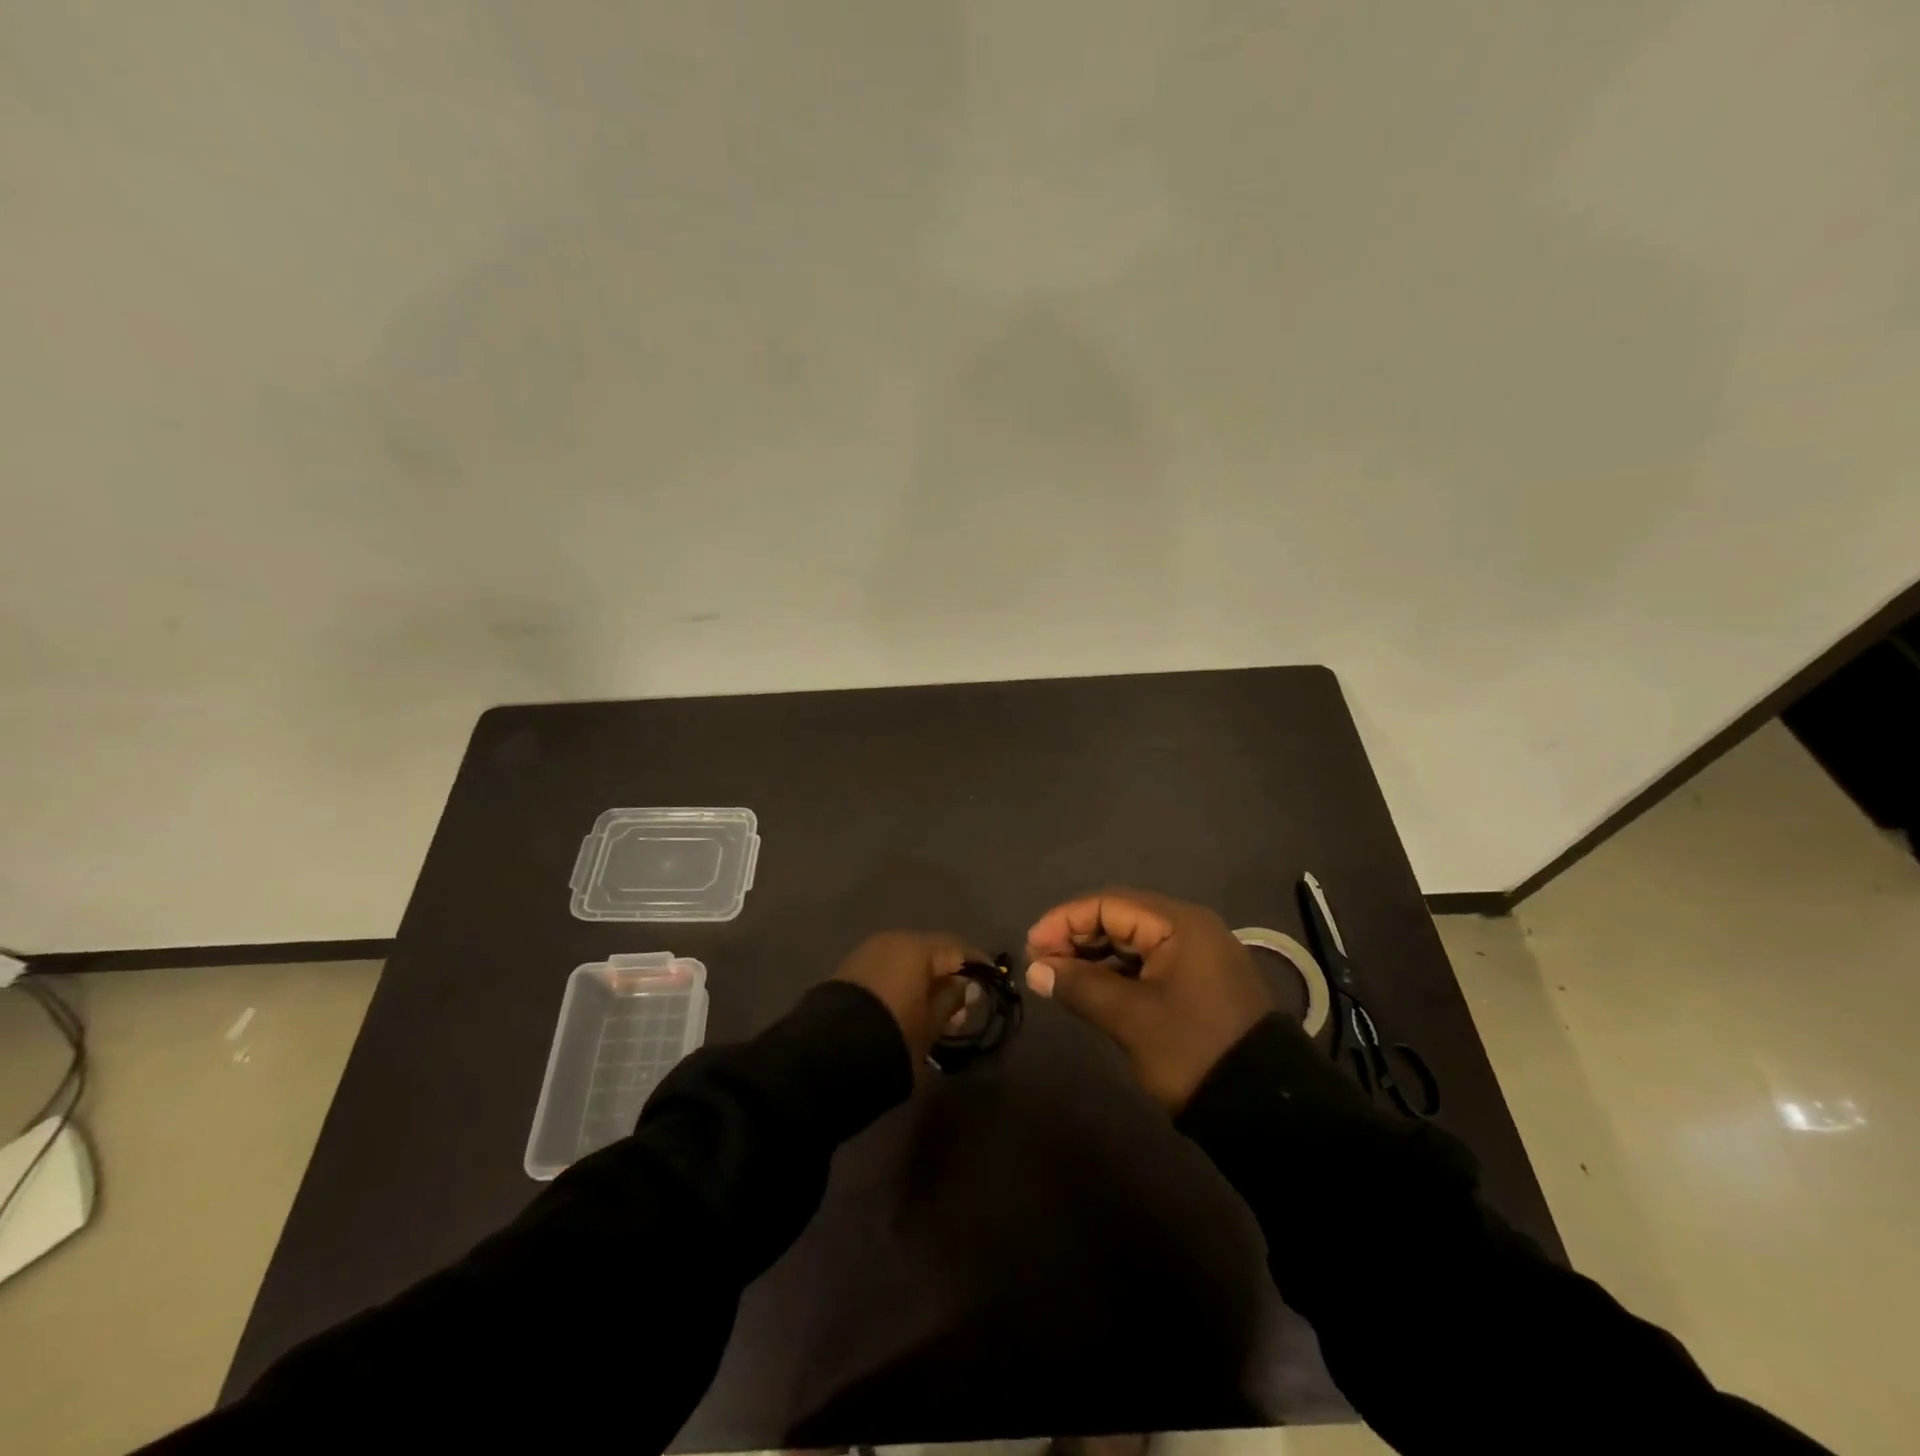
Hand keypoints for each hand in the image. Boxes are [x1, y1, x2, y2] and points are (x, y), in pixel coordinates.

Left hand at [833, 931, 979, 1066]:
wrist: (832, 1050)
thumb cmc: (895, 1031)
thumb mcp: (932, 1022)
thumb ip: (952, 999)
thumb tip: (966, 985)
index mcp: (917, 947)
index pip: (957, 948)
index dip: (976, 963)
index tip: (991, 979)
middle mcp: (893, 940)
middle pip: (930, 952)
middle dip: (947, 974)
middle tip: (963, 1002)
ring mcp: (869, 952)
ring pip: (907, 961)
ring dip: (923, 980)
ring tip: (935, 1010)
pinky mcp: (851, 969)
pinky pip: (887, 969)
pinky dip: (902, 983)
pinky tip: (908, 1005)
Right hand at [1025, 889, 1271, 1110]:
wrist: (1264, 1108)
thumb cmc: (1192, 1050)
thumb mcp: (1130, 1018)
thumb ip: (1079, 986)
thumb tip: (1035, 969)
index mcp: (1179, 924)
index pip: (1108, 904)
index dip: (1064, 921)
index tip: (1031, 948)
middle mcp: (1190, 928)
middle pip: (1120, 917)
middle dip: (1076, 937)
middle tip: (1041, 964)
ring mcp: (1197, 955)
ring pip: (1132, 941)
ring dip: (1094, 955)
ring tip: (1060, 977)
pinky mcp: (1198, 981)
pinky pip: (1148, 962)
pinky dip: (1116, 972)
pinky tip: (1092, 989)